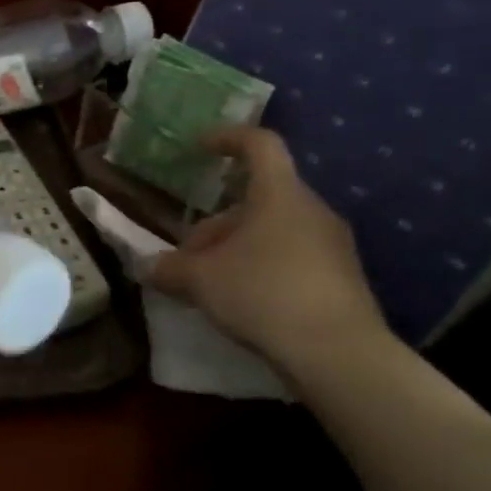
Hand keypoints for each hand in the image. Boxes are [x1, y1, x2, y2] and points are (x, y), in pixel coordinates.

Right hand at [148, 126, 388, 367]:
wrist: (337, 352)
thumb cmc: (263, 294)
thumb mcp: (200, 280)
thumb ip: (169, 269)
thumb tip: (148, 268)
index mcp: (279, 194)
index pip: (259, 145)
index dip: (228, 138)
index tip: (201, 147)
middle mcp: (311, 210)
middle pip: (259, 199)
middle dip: (218, 222)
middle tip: (189, 254)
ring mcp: (333, 244)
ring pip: (274, 231)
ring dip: (238, 247)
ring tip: (211, 283)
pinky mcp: (342, 277)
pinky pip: (293, 257)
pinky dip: (263, 268)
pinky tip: (244, 301)